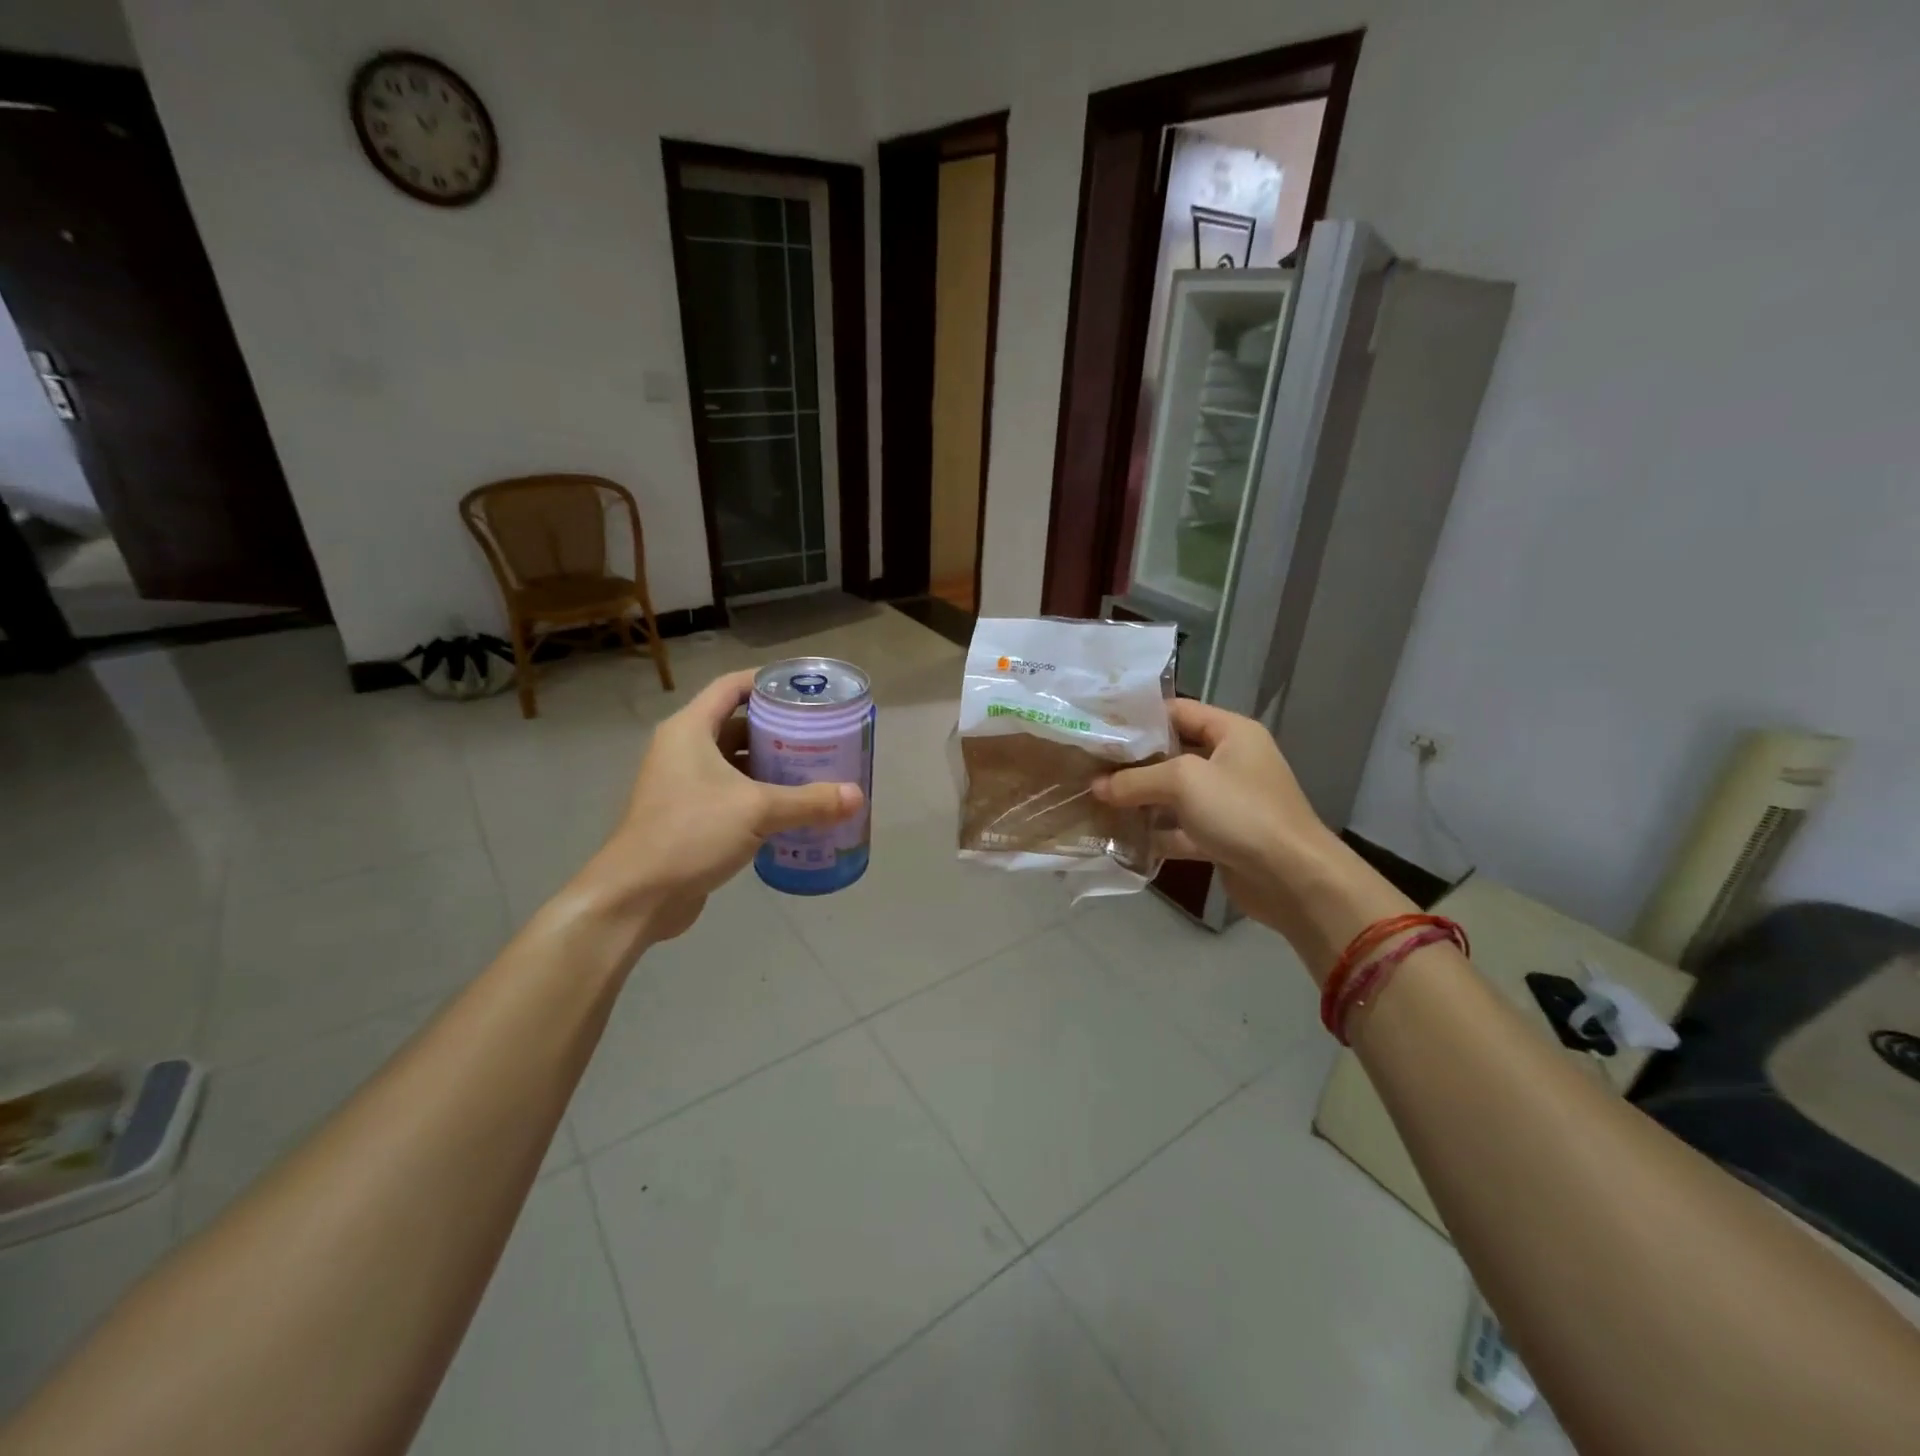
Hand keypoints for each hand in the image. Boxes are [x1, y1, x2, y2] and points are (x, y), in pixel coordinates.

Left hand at [574, 670, 862, 948]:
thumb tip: (858, 796)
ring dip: (772, 765)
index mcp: (690, 730)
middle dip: (779, 729)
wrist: (637, 896)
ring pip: (736, 763)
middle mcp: (683, 750)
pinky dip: (760, 795)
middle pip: (737, 724)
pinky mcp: (690, 816)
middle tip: (821, 734)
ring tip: (816, 769)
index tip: (804, 690)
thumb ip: (809, 801)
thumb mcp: (756, 811)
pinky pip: (732, 794)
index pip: (731, 687)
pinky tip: (793, 808)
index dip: (767, 682)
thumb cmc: (690, 833)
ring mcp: (684, 785)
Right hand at [1093, 699, 1407, 974]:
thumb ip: (1135, 779)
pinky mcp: (1221, 838)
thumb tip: (1096, 786)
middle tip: (1089, 764)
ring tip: (1095, 798)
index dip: (1139, 717)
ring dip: (1139, 799)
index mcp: (1232, 733)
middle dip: (1133, 761)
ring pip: (1174, 794)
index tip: (1099, 726)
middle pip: (1172, 753)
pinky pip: (1180, 829)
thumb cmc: (1241, 812)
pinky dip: (1154, 833)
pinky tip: (1119, 836)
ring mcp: (1227, 802)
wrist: (1293, 879)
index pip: (1178, 711)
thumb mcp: (1183, 782)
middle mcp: (1230, 762)